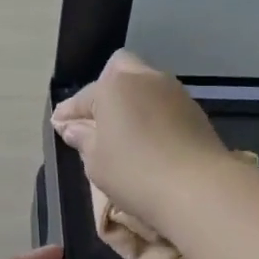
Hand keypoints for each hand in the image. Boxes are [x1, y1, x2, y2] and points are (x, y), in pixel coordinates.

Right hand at [50, 50, 227, 236]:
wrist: (198, 188)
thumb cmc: (134, 171)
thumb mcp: (95, 160)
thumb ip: (82, 138)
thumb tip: (73, 127)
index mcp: (115, 86)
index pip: (84, 96)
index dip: (69, 112)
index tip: (60, 127)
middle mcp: (146, 79)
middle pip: (120, 70)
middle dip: (105, 89)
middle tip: (96, 119)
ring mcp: (175, 93)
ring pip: (146, 85)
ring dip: (132, 101)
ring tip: (123, 131)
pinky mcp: (196, 112)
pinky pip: (164, 105)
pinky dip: (152, 115)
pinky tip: (148, 139)